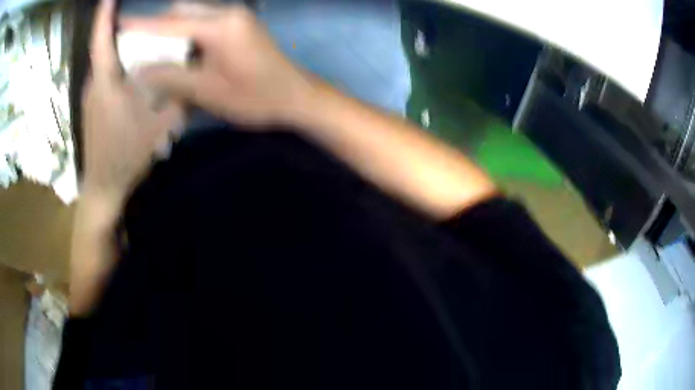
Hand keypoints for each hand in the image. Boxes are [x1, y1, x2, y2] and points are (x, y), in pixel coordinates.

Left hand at [82, 0, 182, 203]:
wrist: (103, 187)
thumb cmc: (125, 156)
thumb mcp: (158, 126)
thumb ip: (174, 98)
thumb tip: (190, 76)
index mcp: (106, 85)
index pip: (102, 41)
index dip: (104, 16)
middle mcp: (94, 85)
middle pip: (105, 49)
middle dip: (120, 29)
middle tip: (142, 19)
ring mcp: (91, 97)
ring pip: (106, 64)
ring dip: (121, 49)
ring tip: (141, 42)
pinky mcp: (93, 106)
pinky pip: (106, 77)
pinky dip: (118, 67)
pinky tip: (134, 73)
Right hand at [122, 4, 313, 126]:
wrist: (295, 96)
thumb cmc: (255, 98)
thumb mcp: (207, 92)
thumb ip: (170, 77)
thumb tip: (139, 69)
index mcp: (220, 26)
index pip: (170, 23)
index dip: (141, 26)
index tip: (119, 25)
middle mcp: (228, 12)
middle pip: (181, 11)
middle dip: (157, 28)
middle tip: (139, 48)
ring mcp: (236, 16)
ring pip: (192, 15)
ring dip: (171, 31)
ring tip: (156, 54)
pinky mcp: (238, 24)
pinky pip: (204, 21)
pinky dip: (187, 34)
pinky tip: (179, 52)